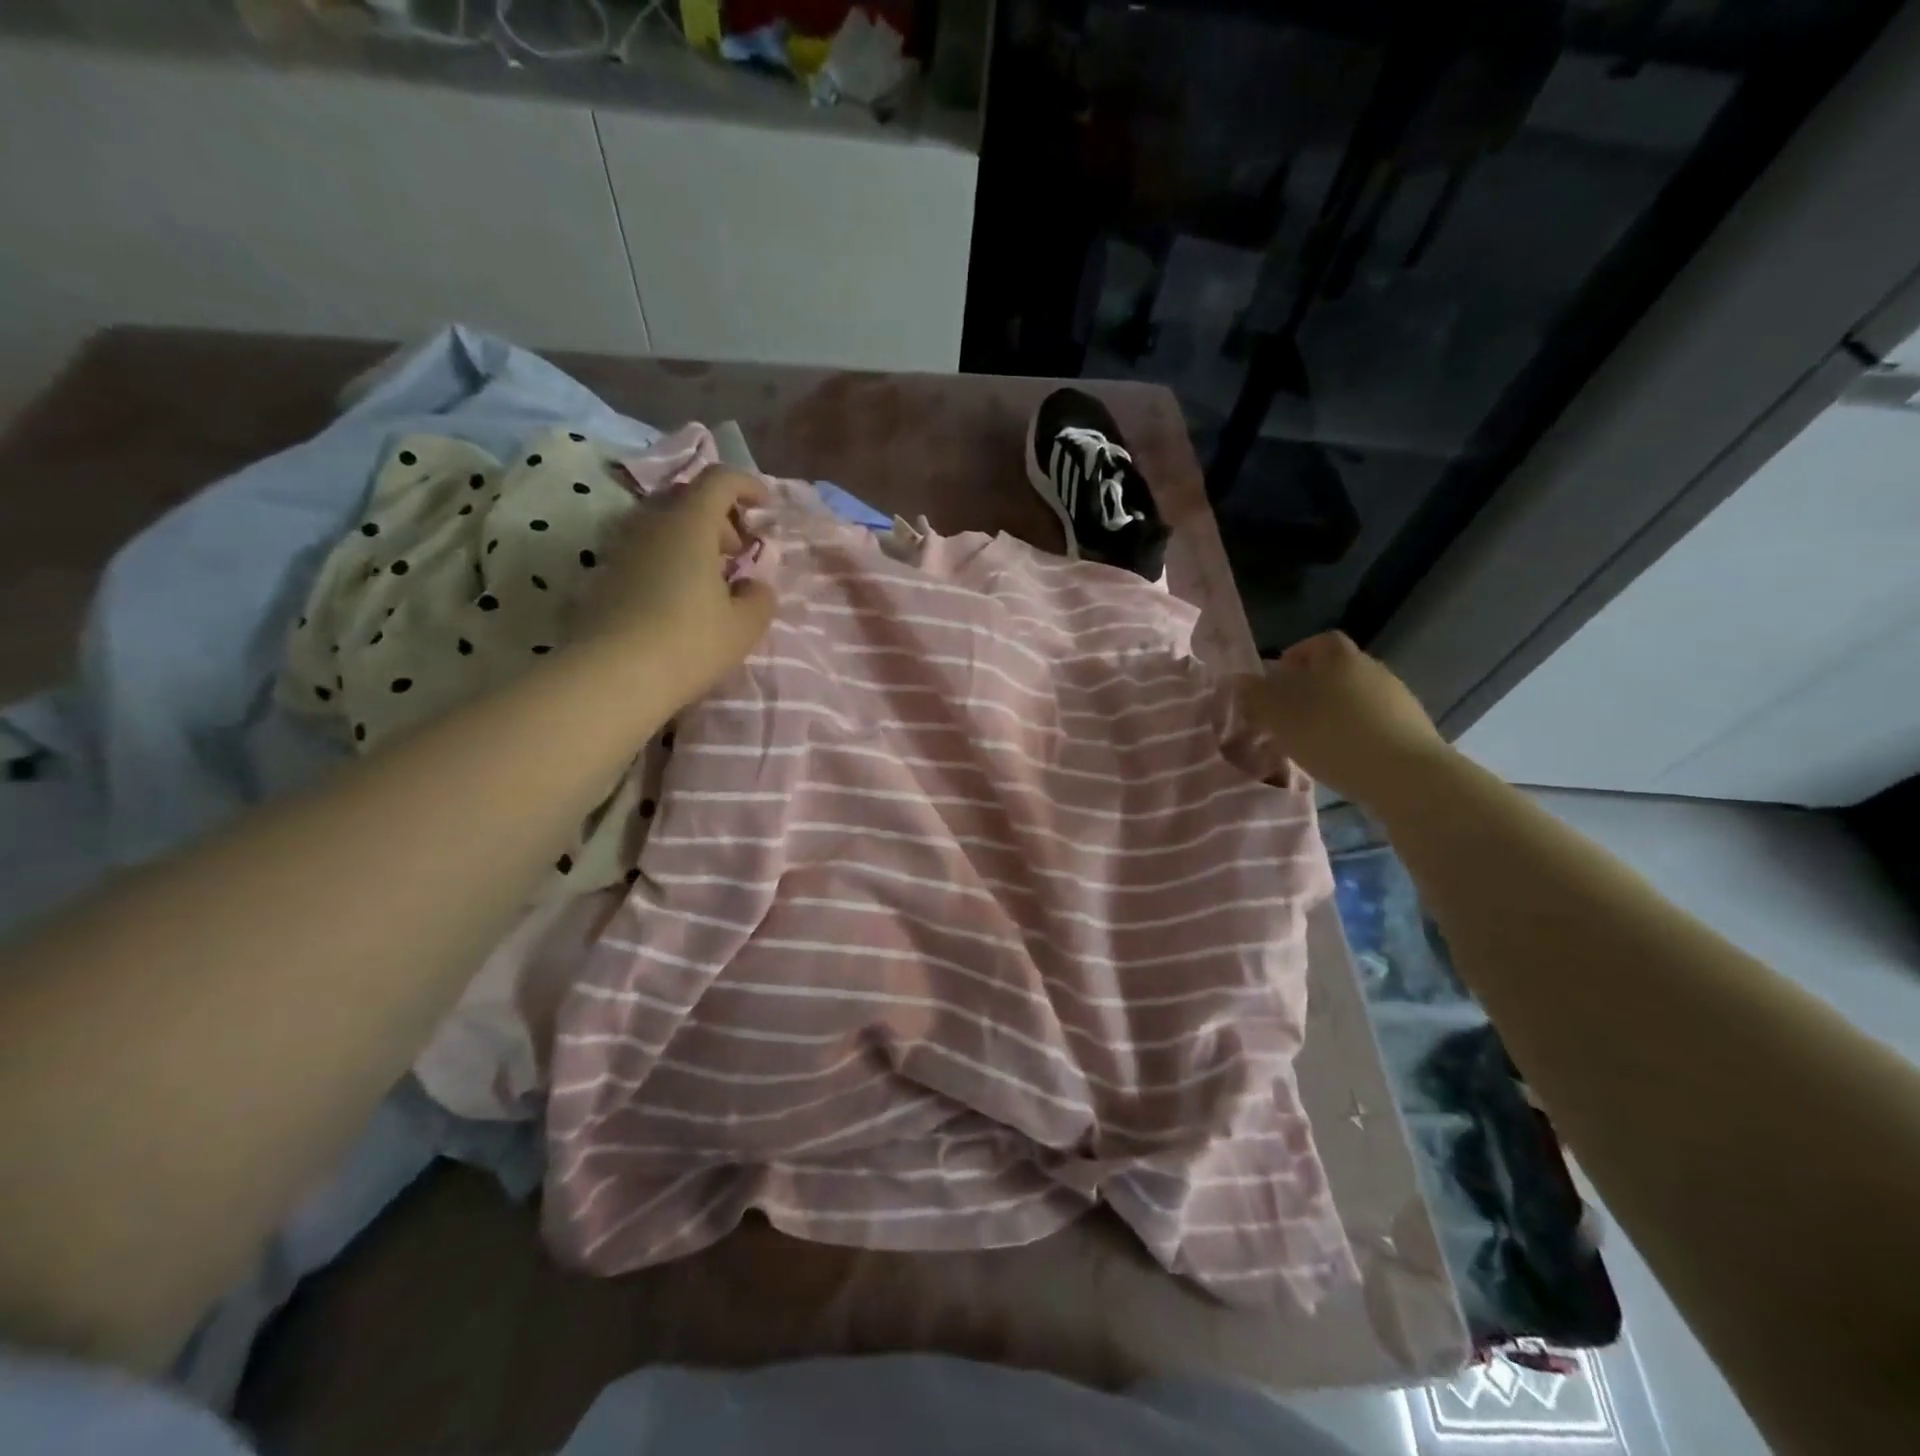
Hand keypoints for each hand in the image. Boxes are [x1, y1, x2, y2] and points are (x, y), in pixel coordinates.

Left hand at [572, 466, 777, 704]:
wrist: (612, 675)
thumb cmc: (690, 643)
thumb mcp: (744, 626)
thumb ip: (759, 598)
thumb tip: (755, 586)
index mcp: (690, 523)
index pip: (719, 480)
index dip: (747, 485)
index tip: (765, 506)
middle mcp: (651, 523)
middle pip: (688, 497)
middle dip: (719, 516)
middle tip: (738, 551)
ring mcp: (622, 547)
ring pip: (663, 524)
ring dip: (692, 539)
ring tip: (710, 577)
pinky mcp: (605, 574)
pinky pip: (646, 549)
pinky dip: (669, 558)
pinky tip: (680, 596)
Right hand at [1236, 631, 1451, 807]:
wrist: (1406, 776)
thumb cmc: (1332, 735)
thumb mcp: (1278, 716)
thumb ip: (1254, 695)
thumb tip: (1238, 680)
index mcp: (1339, 657)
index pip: (1316, 643)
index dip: (1294, 658)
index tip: (1275, 683)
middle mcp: (1371, 669)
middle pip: (1335, 671)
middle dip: (1309, 690)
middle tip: (1285, 717)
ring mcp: (1396, 698)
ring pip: (1353, 699)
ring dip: (1331, 714)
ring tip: (1310, 743)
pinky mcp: (1411, 729)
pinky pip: (1372, 723)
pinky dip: (1353, 734)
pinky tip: (1341, 758)